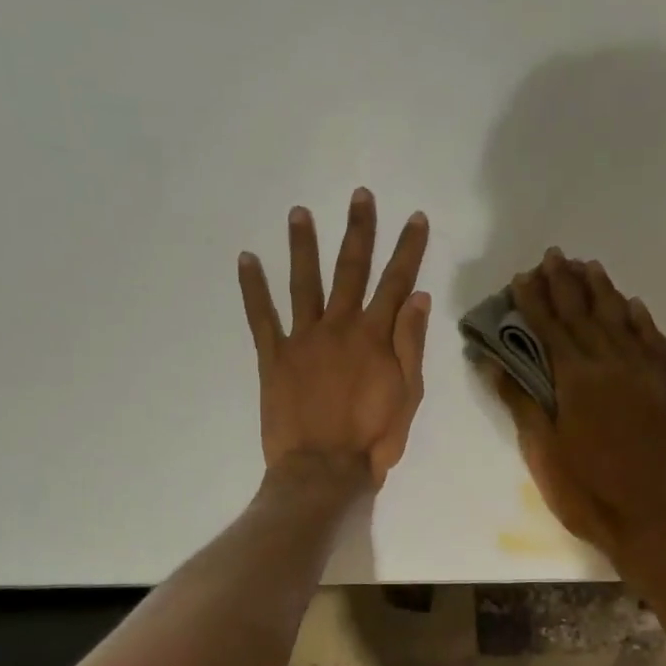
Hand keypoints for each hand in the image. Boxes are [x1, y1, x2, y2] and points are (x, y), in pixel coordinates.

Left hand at [238, 188, 430, 491]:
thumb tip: (419, 298)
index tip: (416, 218)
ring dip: (303, 245)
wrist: (324, 469)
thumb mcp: (408, 395)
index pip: (397, 282)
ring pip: (304, 282)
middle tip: (360, 196)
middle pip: (351, 269)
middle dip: (359, 231)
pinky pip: (261, 316)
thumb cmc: (374, 438)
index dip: (408, 249)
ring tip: (299, 212)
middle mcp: (339, 326)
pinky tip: (247, 258)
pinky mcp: (274, 357)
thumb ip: (411, 344)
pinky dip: (253, 287)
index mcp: (375, 336)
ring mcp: (303, 339)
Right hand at [489, 250, 665, 558]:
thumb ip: (521, 402)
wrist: (648, 518)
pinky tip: (632, 304)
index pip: (549, 329)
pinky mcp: (664, 389)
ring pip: (620, 320)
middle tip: (554, 256)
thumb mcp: (542, 450)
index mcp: (575, 379)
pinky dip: (640, 320)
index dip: (533, 301)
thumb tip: (493, 363)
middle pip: (584, 315)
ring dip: (602, 291)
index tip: (522, 276)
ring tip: (589, 266)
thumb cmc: (585, 490)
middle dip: (565, 284)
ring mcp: (642, 375)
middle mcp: (610, 365)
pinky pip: (652, 343)